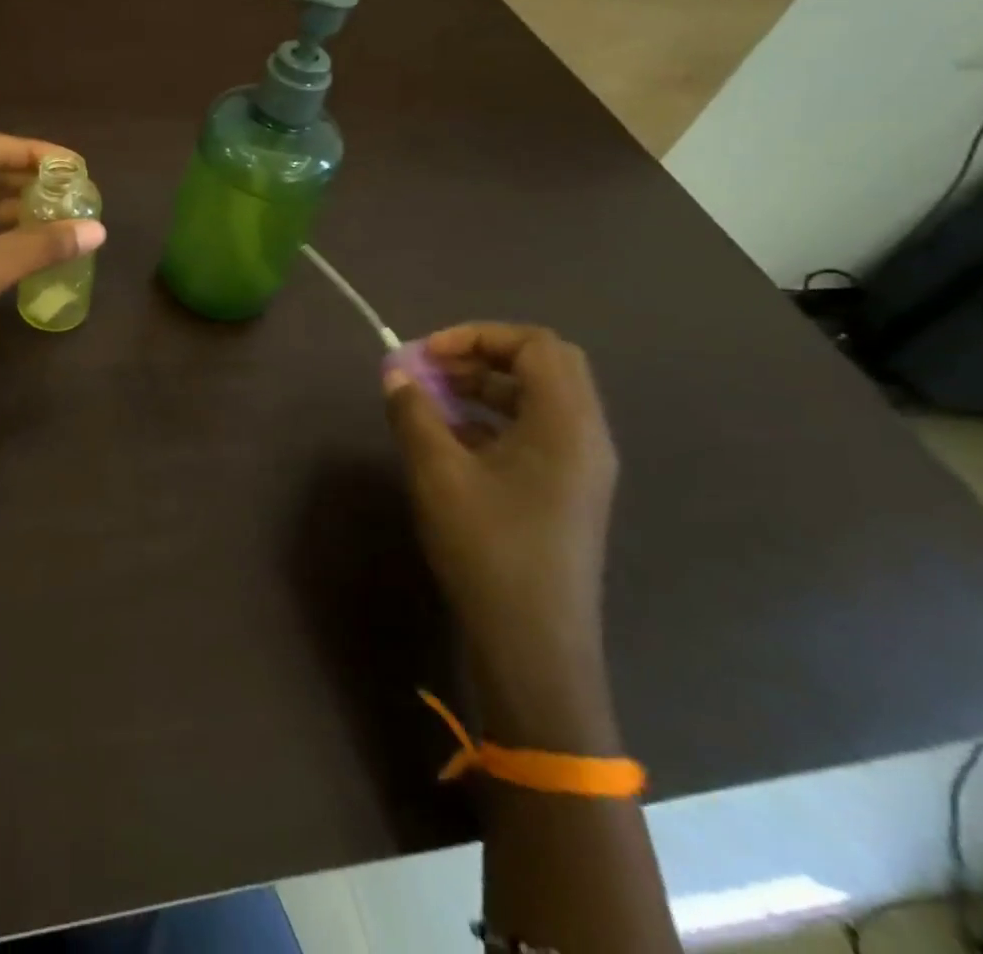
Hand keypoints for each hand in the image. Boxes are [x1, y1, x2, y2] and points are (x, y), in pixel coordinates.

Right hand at [384, 323, 617, 683]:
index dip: (477, 336)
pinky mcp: (568, 493)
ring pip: (539, 400)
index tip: (427, 354)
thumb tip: (396, 374)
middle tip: (433, 369)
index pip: (535, 344)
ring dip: (486, 388)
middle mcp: (586, 437)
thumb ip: (414, 413)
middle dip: (482, 357)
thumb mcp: (437, 474)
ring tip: (432, 401)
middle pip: (544, 366)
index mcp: (567, 424)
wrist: (534, 646)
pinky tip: (451, 440)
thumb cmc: (488, 549)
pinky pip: (536, 433)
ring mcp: (582, 468)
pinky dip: (494, 420)